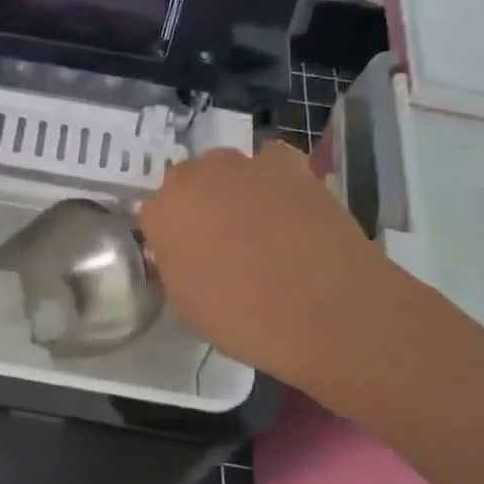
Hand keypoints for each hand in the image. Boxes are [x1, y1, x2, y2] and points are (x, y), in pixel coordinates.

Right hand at [139, 140, 407, 393]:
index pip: (155, 216)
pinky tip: (290, 212)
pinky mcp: (292, 165)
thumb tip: (182, 251)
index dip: (171, 239)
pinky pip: (273, 166)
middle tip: (222, 245)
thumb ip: (175, 266)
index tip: (188, 261)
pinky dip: (276, 183)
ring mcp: (246, 165)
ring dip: (236, 192)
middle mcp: (197, 177)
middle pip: (189, 184)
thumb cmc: (244, 318)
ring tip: (262, 230)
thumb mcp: (186, 305)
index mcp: (163, 211)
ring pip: (229, 173)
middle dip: (200, 207)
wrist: (328, 310)